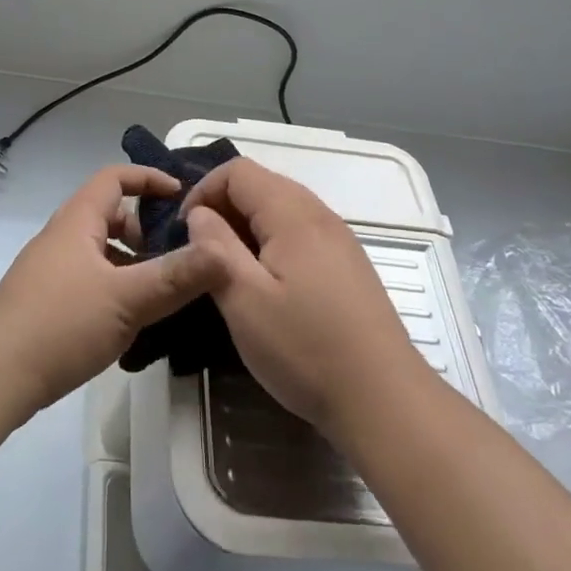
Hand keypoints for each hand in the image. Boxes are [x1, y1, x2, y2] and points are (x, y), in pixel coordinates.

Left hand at [0, 166, 223, 415]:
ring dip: (131, 262)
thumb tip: (222, 252)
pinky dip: (114, 285)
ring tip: (161, 292)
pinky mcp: (44, 300)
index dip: (149, 179)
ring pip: (100, 250)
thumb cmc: (61, 325)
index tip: (183, 197)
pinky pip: (89, 277)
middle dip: (145, 229)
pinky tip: (130, 321)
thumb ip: (176, 276)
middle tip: (176, 256)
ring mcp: (49, 269)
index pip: (114, 178)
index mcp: (77, 221)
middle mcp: (61, 237)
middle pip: (109, 214)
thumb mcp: (128, 300)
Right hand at [183, 158, 418, 435]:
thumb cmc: (306, 348)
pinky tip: (266, 285)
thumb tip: (199, 214)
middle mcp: (319, 215)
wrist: (384, 399)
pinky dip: (272, 243)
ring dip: (246, 227)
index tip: (185, 231)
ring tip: (229, 270)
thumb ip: (214, 248)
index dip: (203, 191)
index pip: (238, 170)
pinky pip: (300, 232)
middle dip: (223, 207)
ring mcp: (339, 239)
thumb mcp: (244, 300)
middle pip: (261, 184)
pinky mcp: (347, 265)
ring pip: (281, 209)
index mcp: (293, 214)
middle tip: (202, 252)